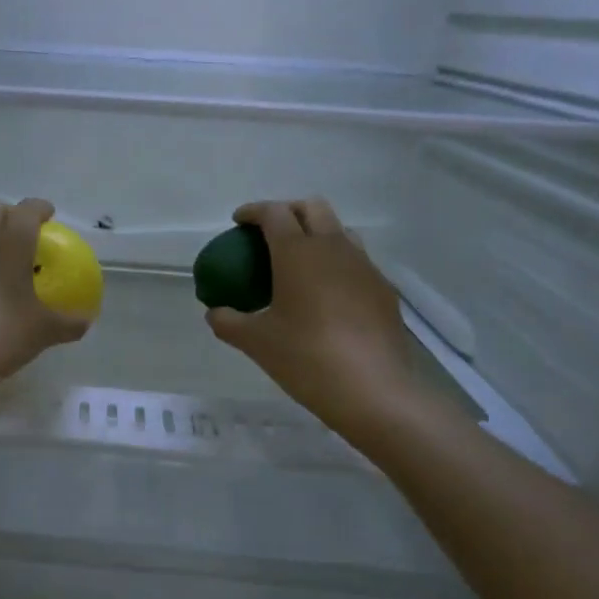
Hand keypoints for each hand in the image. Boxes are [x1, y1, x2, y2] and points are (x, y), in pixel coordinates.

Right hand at [206, 198, 422, 445]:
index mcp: (297, 253)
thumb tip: (215, 313)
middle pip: (312, 208)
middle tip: (269, 234)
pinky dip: (337, 265)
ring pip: (340, 231)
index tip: (239, 221)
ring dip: (317, 234)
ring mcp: (365, 267)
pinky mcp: (384, 290)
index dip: (254, 212)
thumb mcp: (256, 342)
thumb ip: (228, 322)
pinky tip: (327, 296)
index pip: (274, 213)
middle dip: (288, 211)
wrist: (373, 391)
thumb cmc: (305, 358)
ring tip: (299, 263)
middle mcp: (334, 248)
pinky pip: (357, 263)